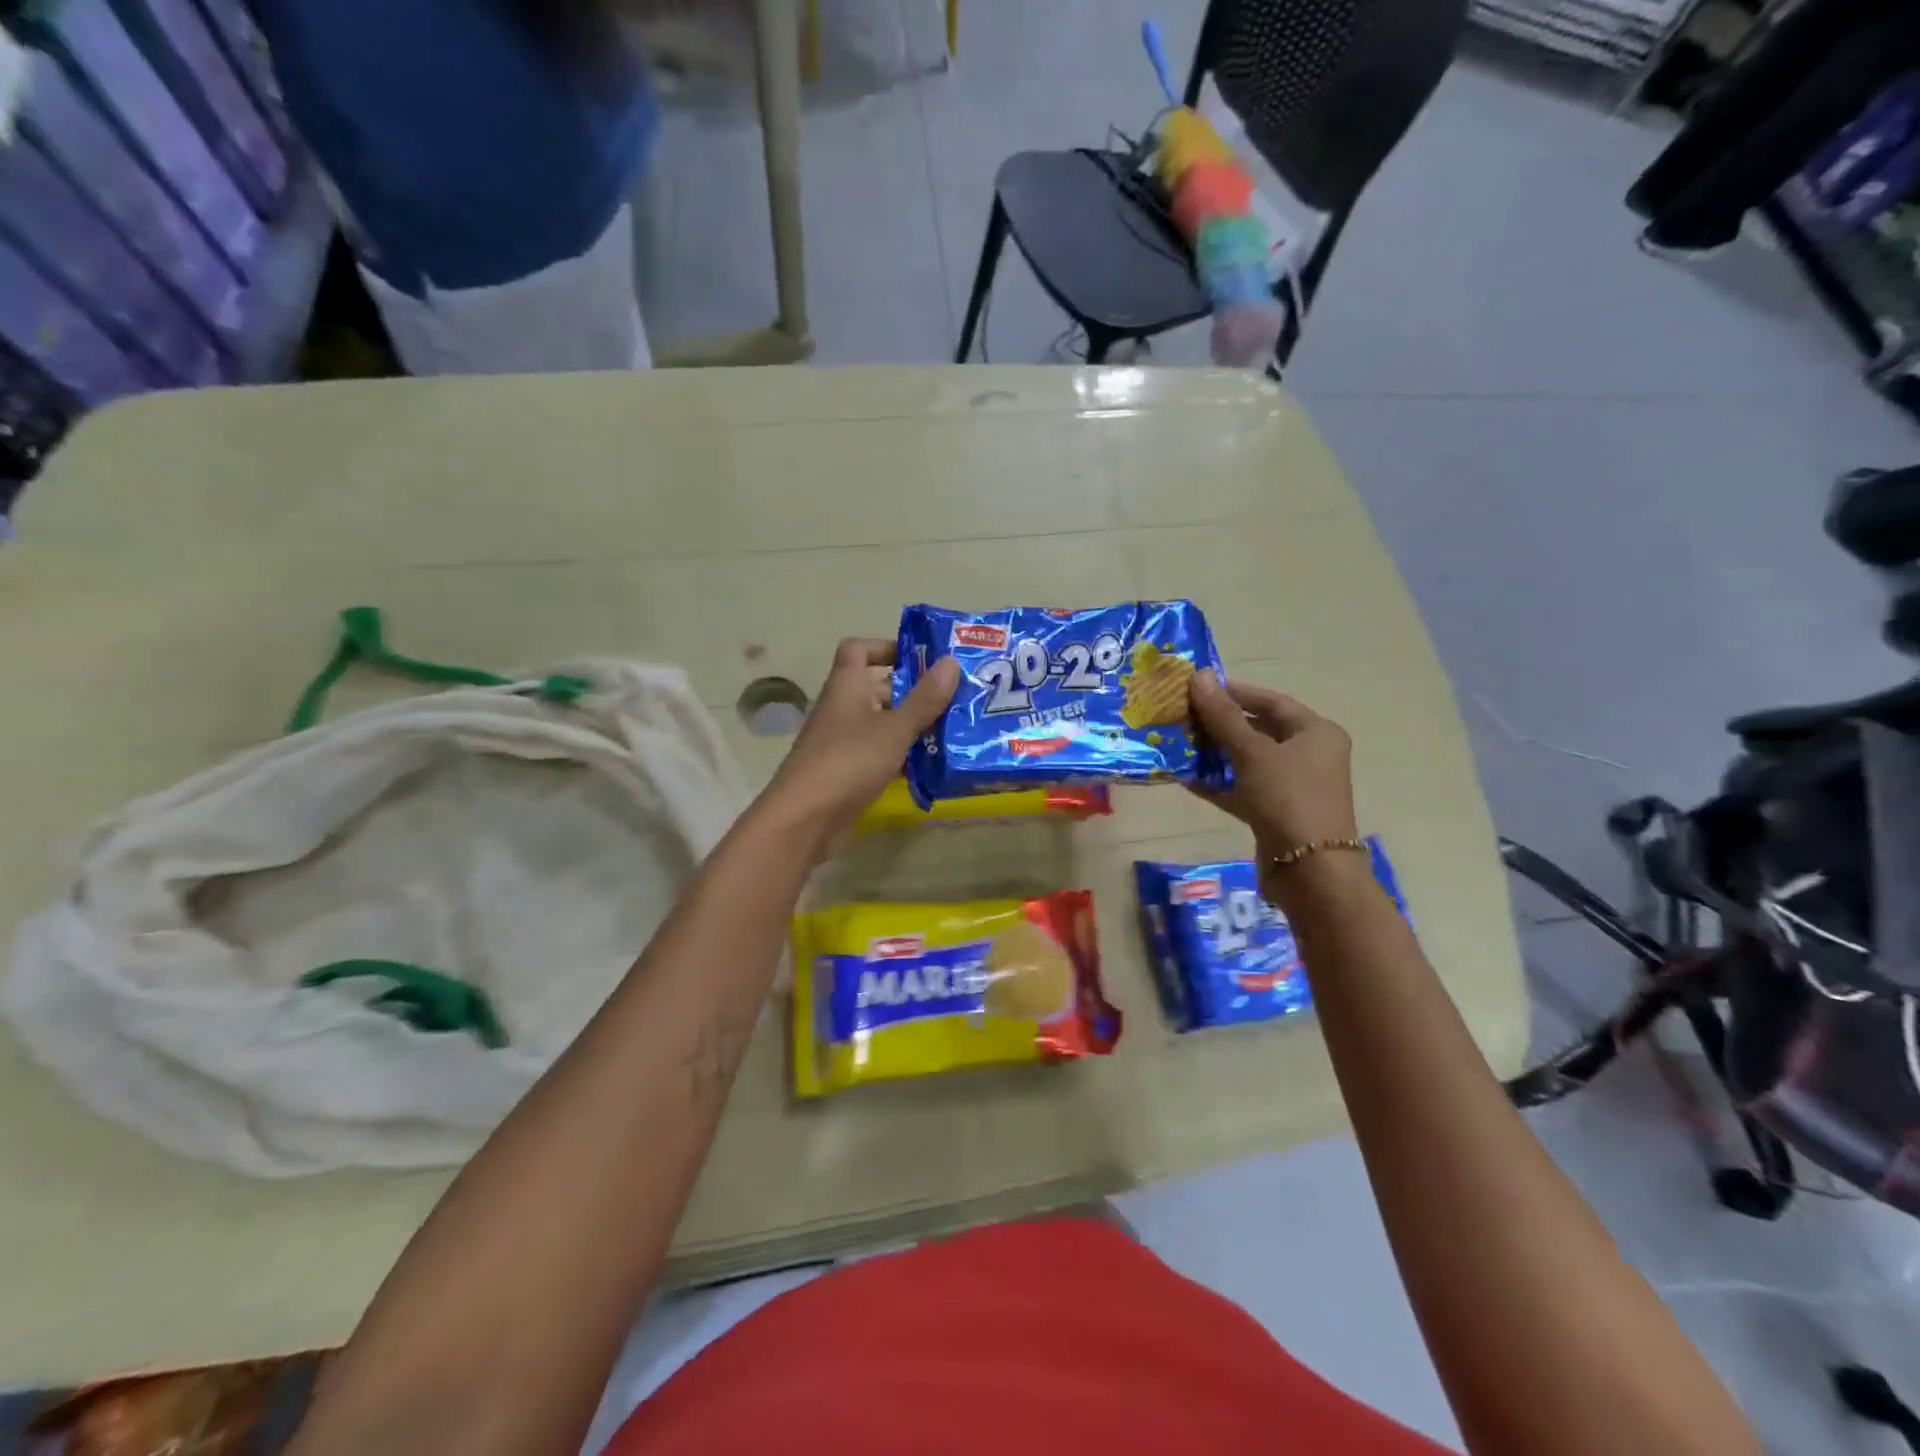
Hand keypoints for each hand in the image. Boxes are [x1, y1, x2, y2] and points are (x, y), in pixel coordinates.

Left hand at [759, 638, 959, 852]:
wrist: (804, 820)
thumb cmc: (848, 762)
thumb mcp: (893, 728)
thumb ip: (924, 699)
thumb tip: (951, 661)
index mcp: (846, 686)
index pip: (858, 649)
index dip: (887, 646)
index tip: (922, 658)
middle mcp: (842, 708)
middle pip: (878, 687)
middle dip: (914, 690)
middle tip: (955, 696)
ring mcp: (843, 742)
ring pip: (883, 723)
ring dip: (913, 725)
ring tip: (955, 729)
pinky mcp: (848, 772)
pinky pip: (880, 753)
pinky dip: (904, 755)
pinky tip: (933, 764)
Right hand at [1189, 670, 1357, 857]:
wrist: (1309, 871)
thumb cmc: (1287, 798)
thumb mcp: (1252, 752)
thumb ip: (1223, 716)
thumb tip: (1199, 676)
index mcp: (1316, 733)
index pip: (1271, 701)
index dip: (1235, 692)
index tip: (1198, 687)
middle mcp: (1309, 755)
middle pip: (1259, 729)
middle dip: (1220, 723)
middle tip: (1183, 714)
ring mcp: (1292, 786)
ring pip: (1248, 760)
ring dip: (1215, 753)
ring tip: (1179, 742)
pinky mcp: (1275, 812)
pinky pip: (1242, 788)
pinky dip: (1218, 782)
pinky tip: (1186, 777)